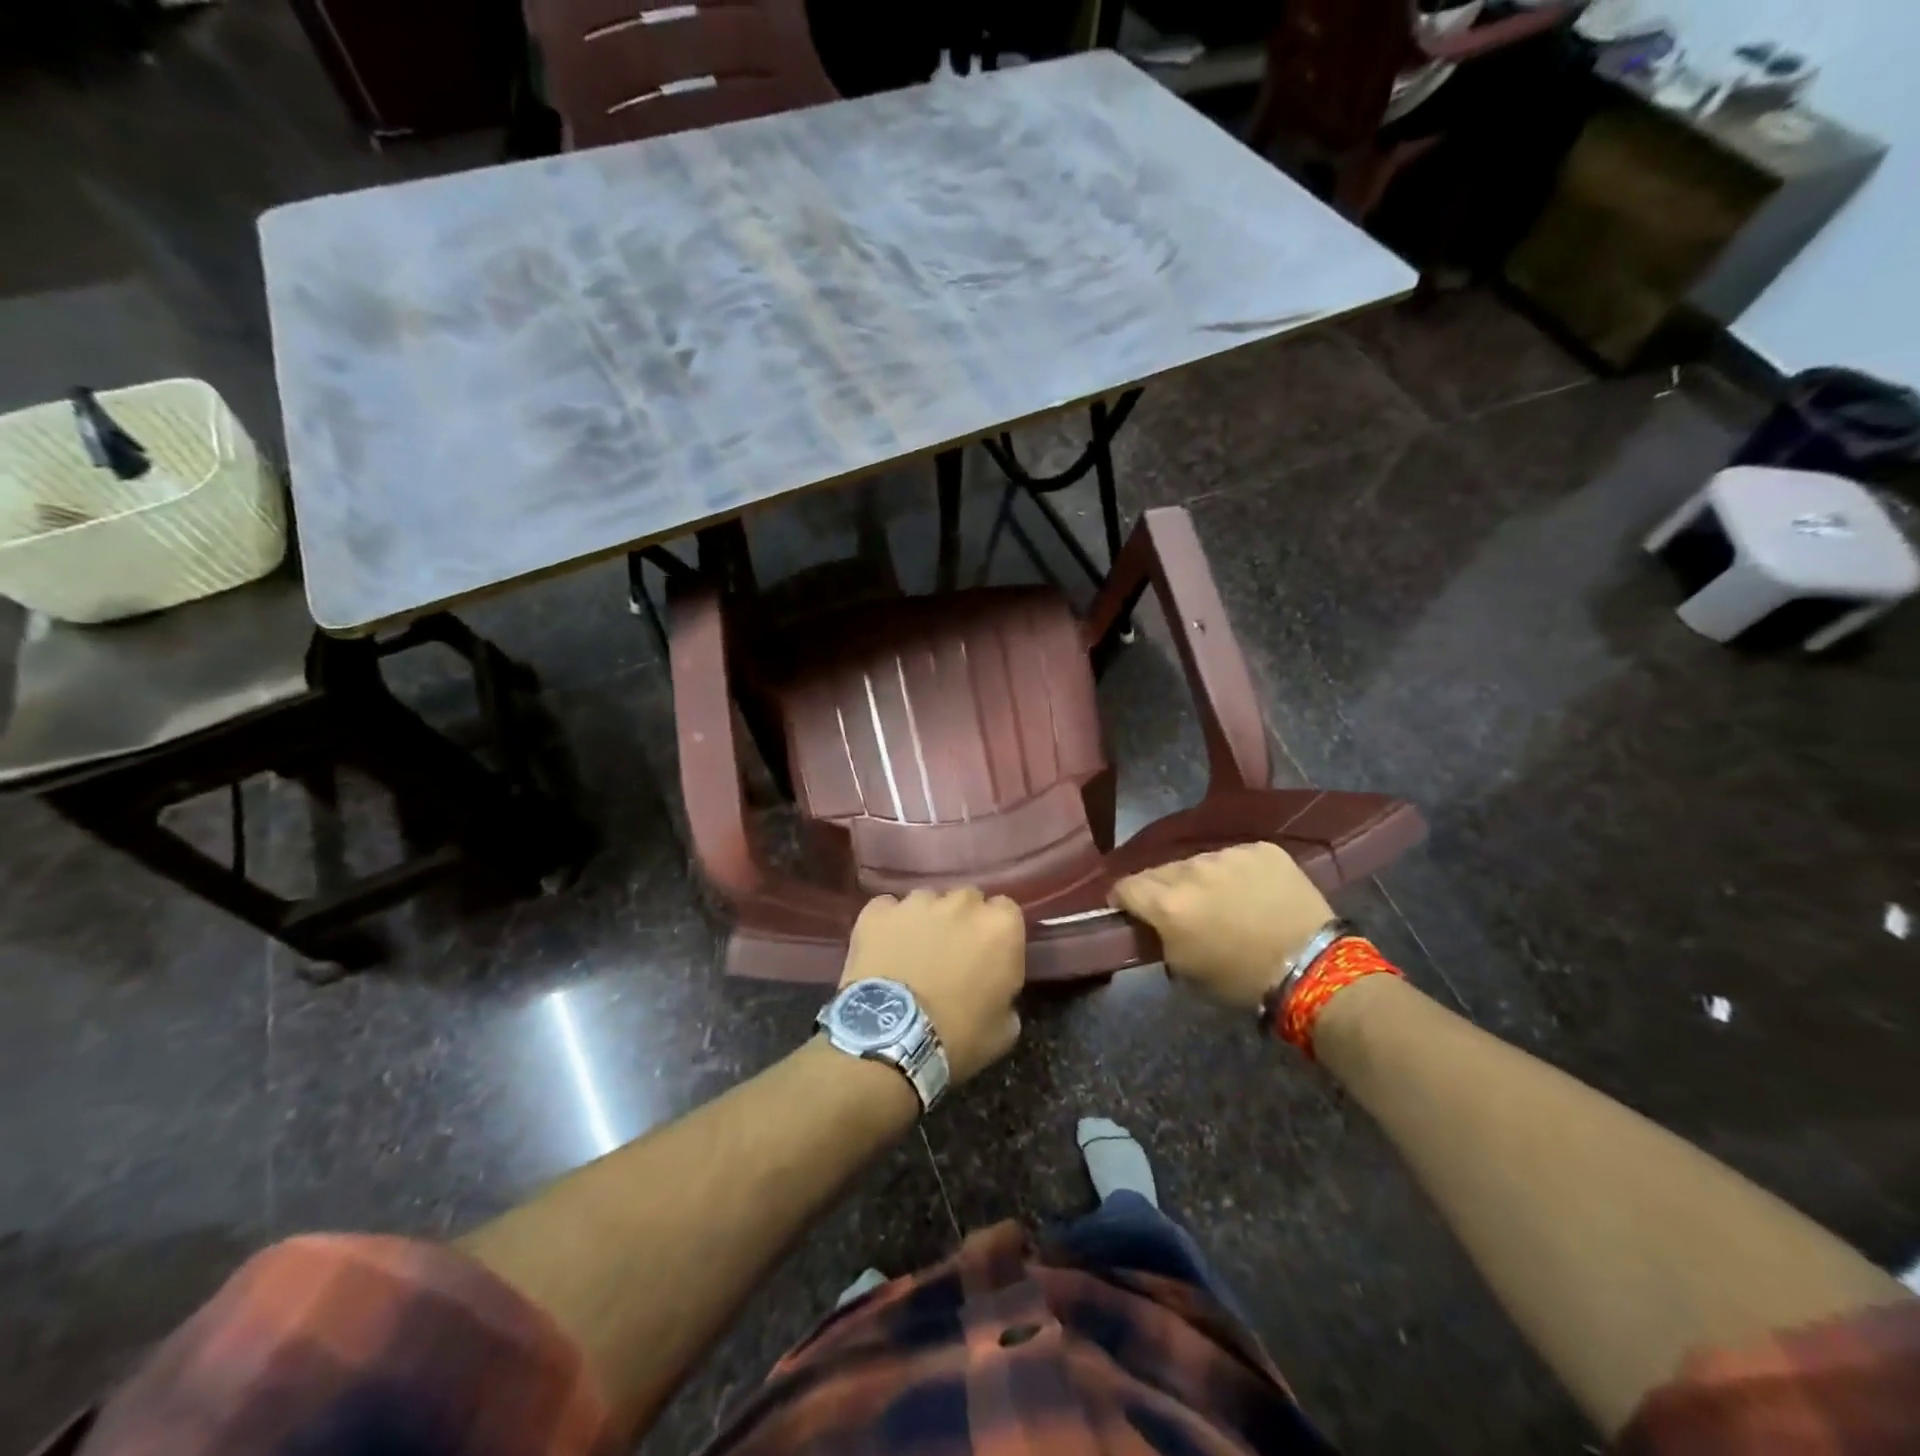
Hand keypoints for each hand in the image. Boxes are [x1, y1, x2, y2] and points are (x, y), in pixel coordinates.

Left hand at [840, 888, 1024, 1085]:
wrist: (891, 1040)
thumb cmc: (958, 1037)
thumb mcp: (1004, 1029)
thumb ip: (1007, 994)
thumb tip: (997, 989)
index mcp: (1000, 927)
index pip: (1006, 910)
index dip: (996, 933)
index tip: (988, 955)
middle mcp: (961, 903)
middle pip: (966, 900)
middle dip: (962, 921)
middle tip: (952, 954)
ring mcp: (916, 903)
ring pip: (926, 901)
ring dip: (925, 921)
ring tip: (913, 953)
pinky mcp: (877, 911)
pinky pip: (887, 908)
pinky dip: (888, 924)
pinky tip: (882, 949)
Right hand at [1112, 843, 1333, 1010]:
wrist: (1313, 969)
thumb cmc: (1241, 979)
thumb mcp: (1184, 969)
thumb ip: (1159, 937)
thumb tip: (1152, 923)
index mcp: (1168, 903)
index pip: (1125, 886)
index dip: (1123, 899)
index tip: (1130, 910)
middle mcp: (1192, 869)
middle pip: (1160, 871)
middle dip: (1163, 889)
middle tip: (1180, 910)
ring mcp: (1229, 854)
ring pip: (1199, 862)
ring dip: (1200, 879)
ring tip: (1221, 900)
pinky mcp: (1262, 849)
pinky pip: (1235, 857)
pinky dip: (1236, 873)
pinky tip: (1252, 894)